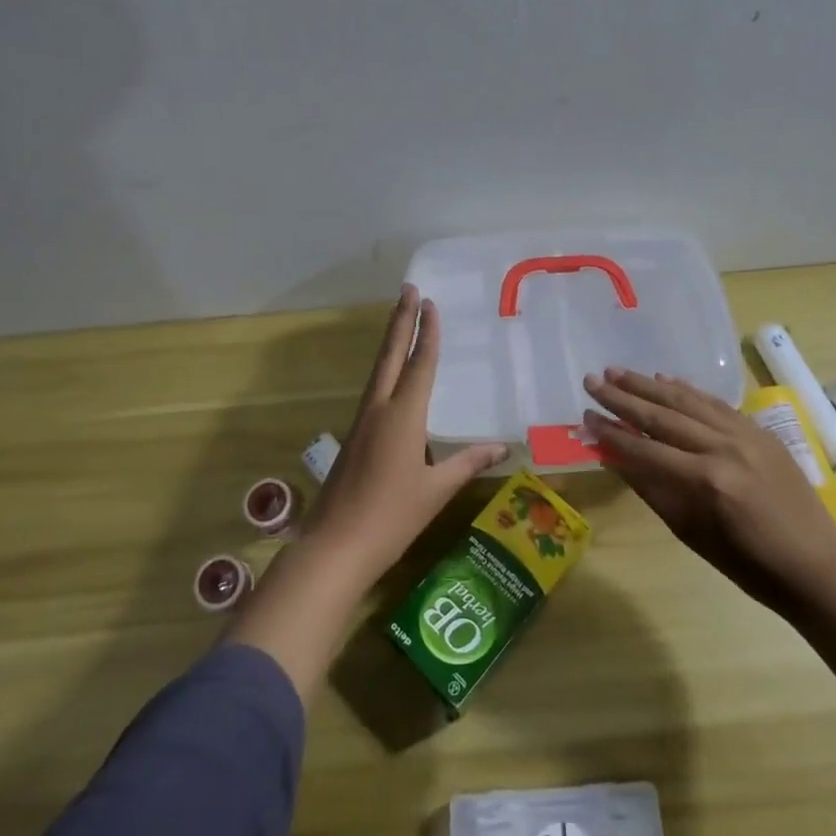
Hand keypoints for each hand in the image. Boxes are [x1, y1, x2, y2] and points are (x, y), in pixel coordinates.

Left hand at [301, 285, 505, 587]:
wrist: (334, 546)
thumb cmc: (391, 517)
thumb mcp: (436, 491)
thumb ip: (467, 464)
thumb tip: (501, 448)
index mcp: (403, 416)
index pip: (419, 364)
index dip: (426, 333)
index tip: (429, 303)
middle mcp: (379, 409)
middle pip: (390, 355)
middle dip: (400, 320)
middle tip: (407, 289)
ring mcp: (362, 422)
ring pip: (378, 371)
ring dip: (390, 342)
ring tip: (399, 321)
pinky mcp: (354, 438)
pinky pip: (373, 391)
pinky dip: (385, 370)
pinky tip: (390, 378)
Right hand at [583, 367, 835, 613]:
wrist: (816, 566)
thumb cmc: (749, 565)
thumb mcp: (692, 533)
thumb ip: (652, 490)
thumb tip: (614, 458)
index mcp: (705, 480)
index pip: (645, 448)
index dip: (611, 432)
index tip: (585, 415)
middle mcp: (723, 447)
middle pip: (662, 416)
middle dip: (623, 397)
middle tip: (592, 380)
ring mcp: (745, 434)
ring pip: (687, 401)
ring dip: (649, 384)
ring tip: (617, 371)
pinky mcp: (760, 429)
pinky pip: (716, 403)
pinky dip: (688, 390)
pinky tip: (665, 378)